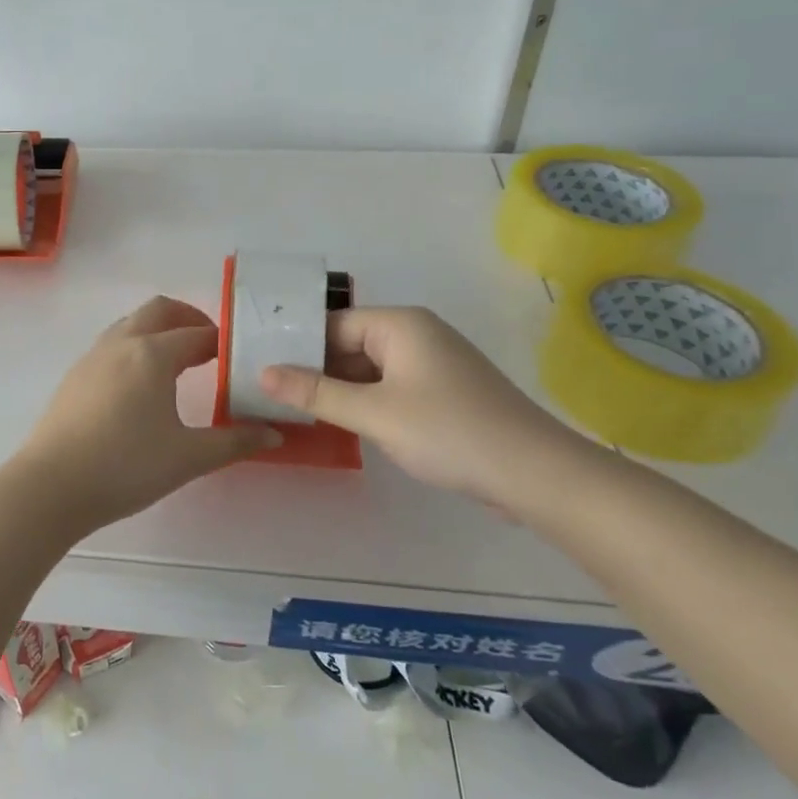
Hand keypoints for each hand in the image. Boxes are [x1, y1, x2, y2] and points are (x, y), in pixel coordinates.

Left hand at [16, 297, 280, 535]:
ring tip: (178, 363)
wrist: (50, 486)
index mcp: (152, 354)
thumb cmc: (125, 467)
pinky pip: (112, 345)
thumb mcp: (188, 457)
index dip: (222, 342)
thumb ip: (234, 442)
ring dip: (158, 331)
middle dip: (189, 319)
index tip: (239, 357)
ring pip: (131, 324)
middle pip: (160, 311)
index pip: (197, 334)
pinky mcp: (74, 376)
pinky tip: (140, 386)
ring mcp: (92, 357)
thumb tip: (273, 434)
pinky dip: (135, 347)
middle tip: (210, 345)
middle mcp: (121, 344)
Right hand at [258, 306, 590, 506]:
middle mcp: (417, 335)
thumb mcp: (374, 413)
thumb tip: (262, 373)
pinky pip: (391, 388)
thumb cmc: (449, 432)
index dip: (297, 346)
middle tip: (271, 395)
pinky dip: (366, 403)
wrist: (536, 474)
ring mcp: (433, 365)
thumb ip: (316, 393)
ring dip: (340, 390)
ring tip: (296, 412)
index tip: (261, 369)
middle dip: (315, 370)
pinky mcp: (444, 394)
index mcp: (400, 325)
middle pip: (350, 345)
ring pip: (370, 370)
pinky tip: (343, 425)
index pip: (333, 324)